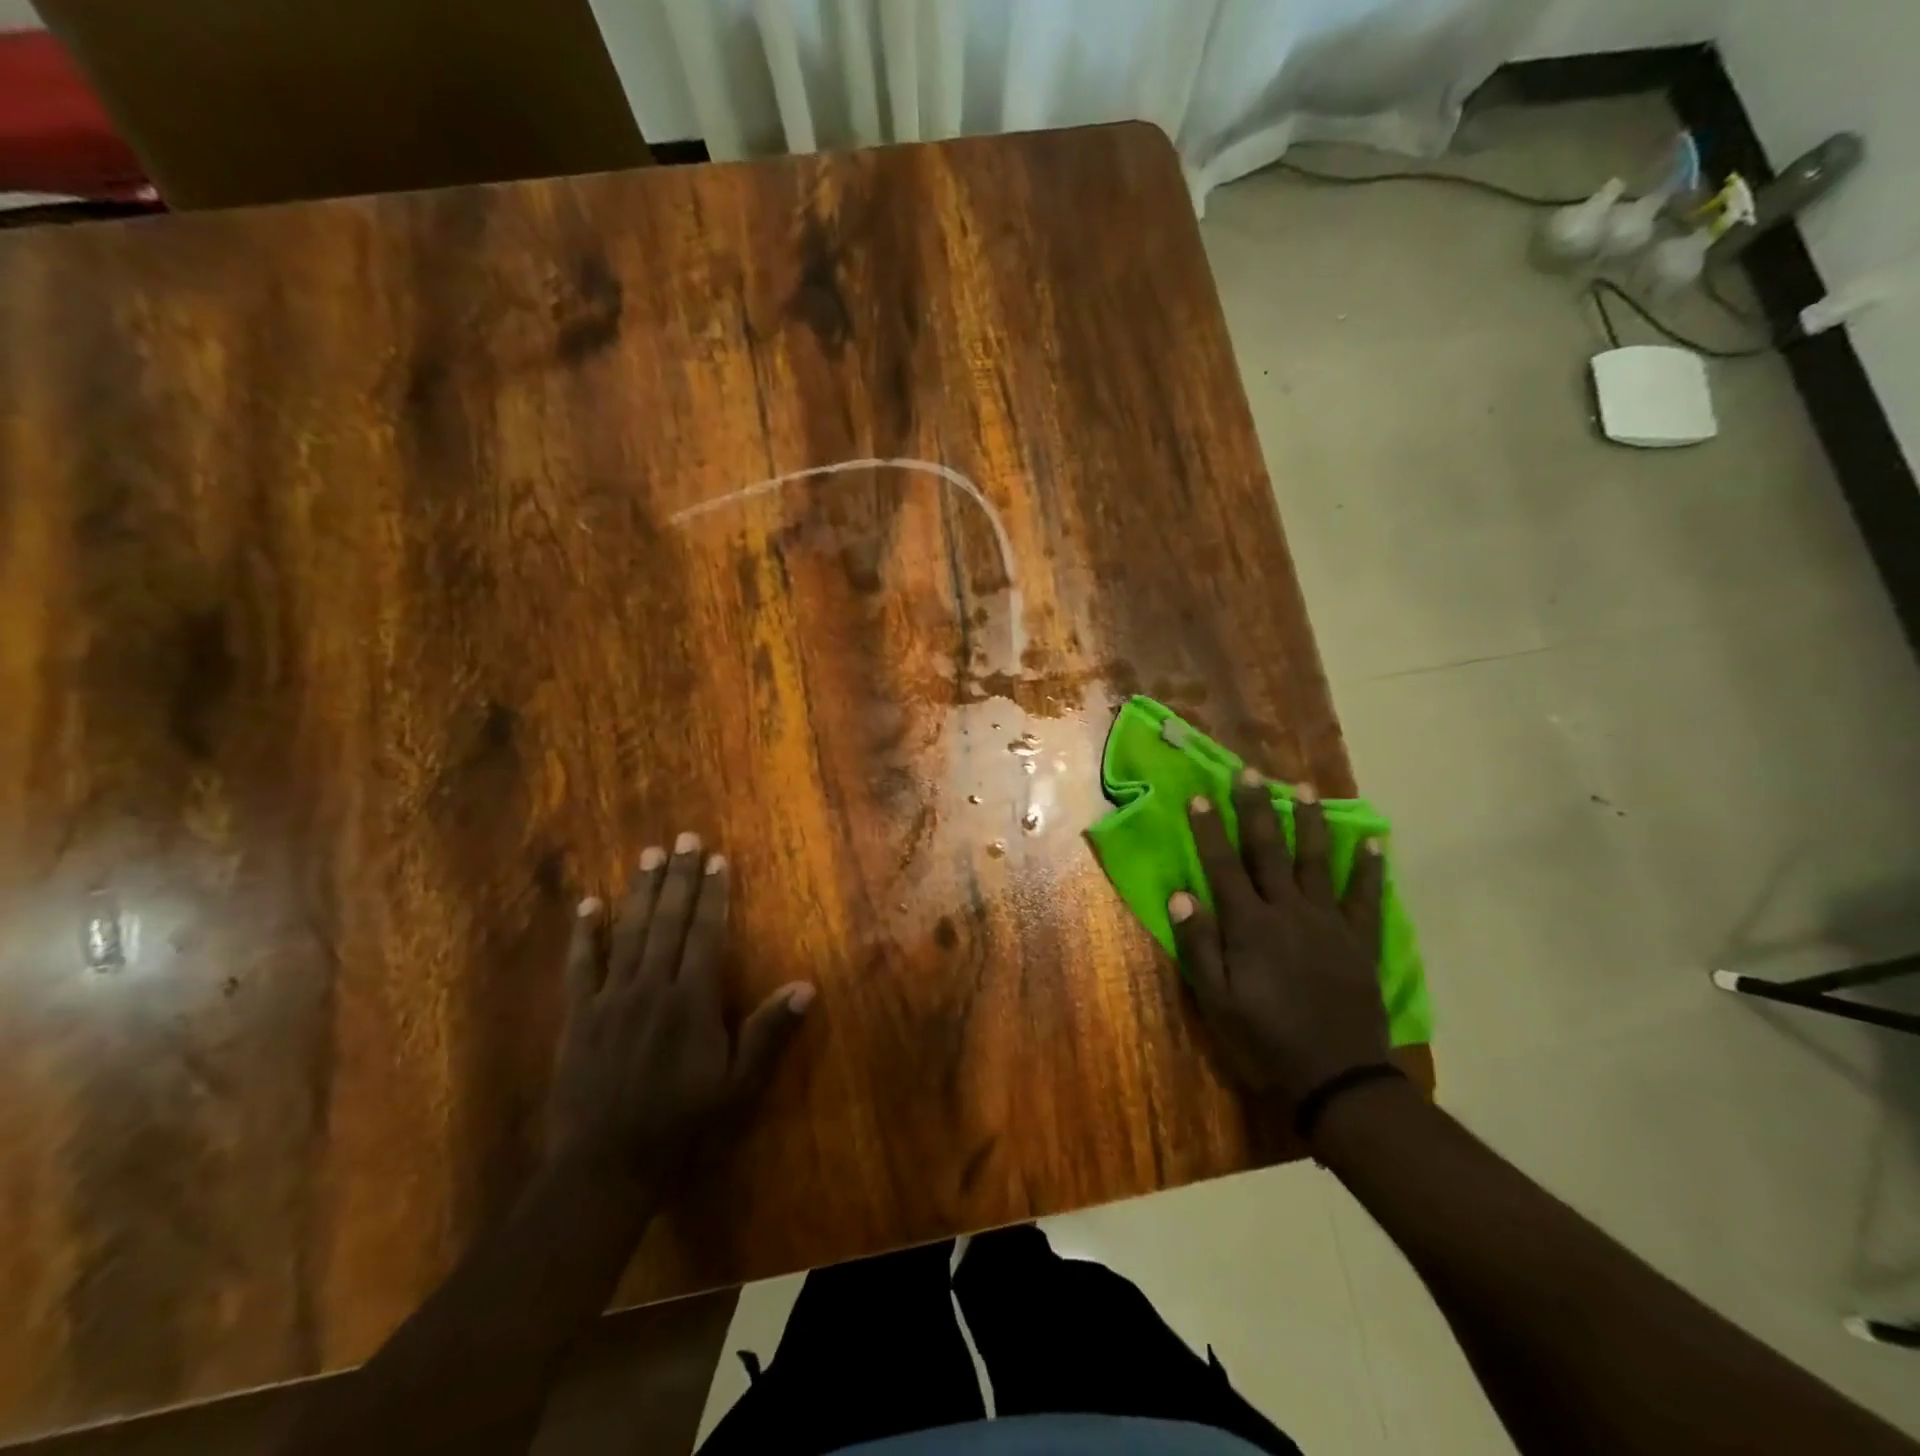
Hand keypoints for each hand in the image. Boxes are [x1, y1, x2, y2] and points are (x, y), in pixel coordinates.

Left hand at [549, 832, 814, 1190]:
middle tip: (685, 838)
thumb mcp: (737, 1086)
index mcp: (692, 1001)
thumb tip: (805, 987)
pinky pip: (581, 966)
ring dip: (641, 891)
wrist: (603, 1169)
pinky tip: (589, 905)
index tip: (716, 859)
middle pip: (669, 921)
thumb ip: (768, 1033)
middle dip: (680, 877)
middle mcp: (652, 987)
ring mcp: (611, 999)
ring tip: (649, 855)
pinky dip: (585, 934)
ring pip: (629, 932)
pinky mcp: (579, 1016)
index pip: (706, 933)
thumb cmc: (682, 1126)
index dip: (713, 894)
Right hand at [1169, 772, 1389, 1105]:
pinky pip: (1366, 896)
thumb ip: (1199, 945)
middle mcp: (1289, 911)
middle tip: (1250, 773)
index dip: (1210, 830)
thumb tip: (1180, 894)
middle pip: (1269, 851)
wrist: (1336, 1076)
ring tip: (1304, 790)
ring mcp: (1328, 922)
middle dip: (1256, 809)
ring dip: (1309, 823)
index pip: (1224, 866)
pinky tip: (1372, 841)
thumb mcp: (1217, 1000)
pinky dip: (1370, 868)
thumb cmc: (1265, 1038)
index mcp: (1250, 925)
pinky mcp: (1360, 939)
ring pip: (1317, 861)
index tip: (1200, 796)